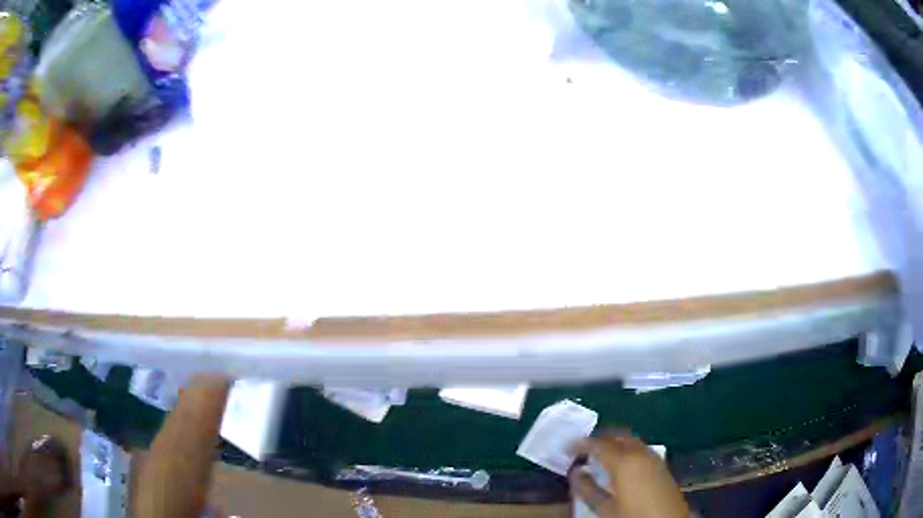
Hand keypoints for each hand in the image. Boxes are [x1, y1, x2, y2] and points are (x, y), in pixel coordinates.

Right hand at [569, 431, 688, 517]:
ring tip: (601, 454)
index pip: (600, 444)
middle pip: (620, 436)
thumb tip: (576, 473)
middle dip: (602, 438)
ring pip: (633, 442)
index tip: (568, 446)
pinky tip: (621, 464)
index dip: (582, 443)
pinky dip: (629, 451)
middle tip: (584, 446)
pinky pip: (642, 450)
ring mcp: (655, 459)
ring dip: (616, 443)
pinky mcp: (663, 468)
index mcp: (625, 462)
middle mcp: (641, 454)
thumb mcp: (606, 509)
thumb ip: (589, 490)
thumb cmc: (633, 517)